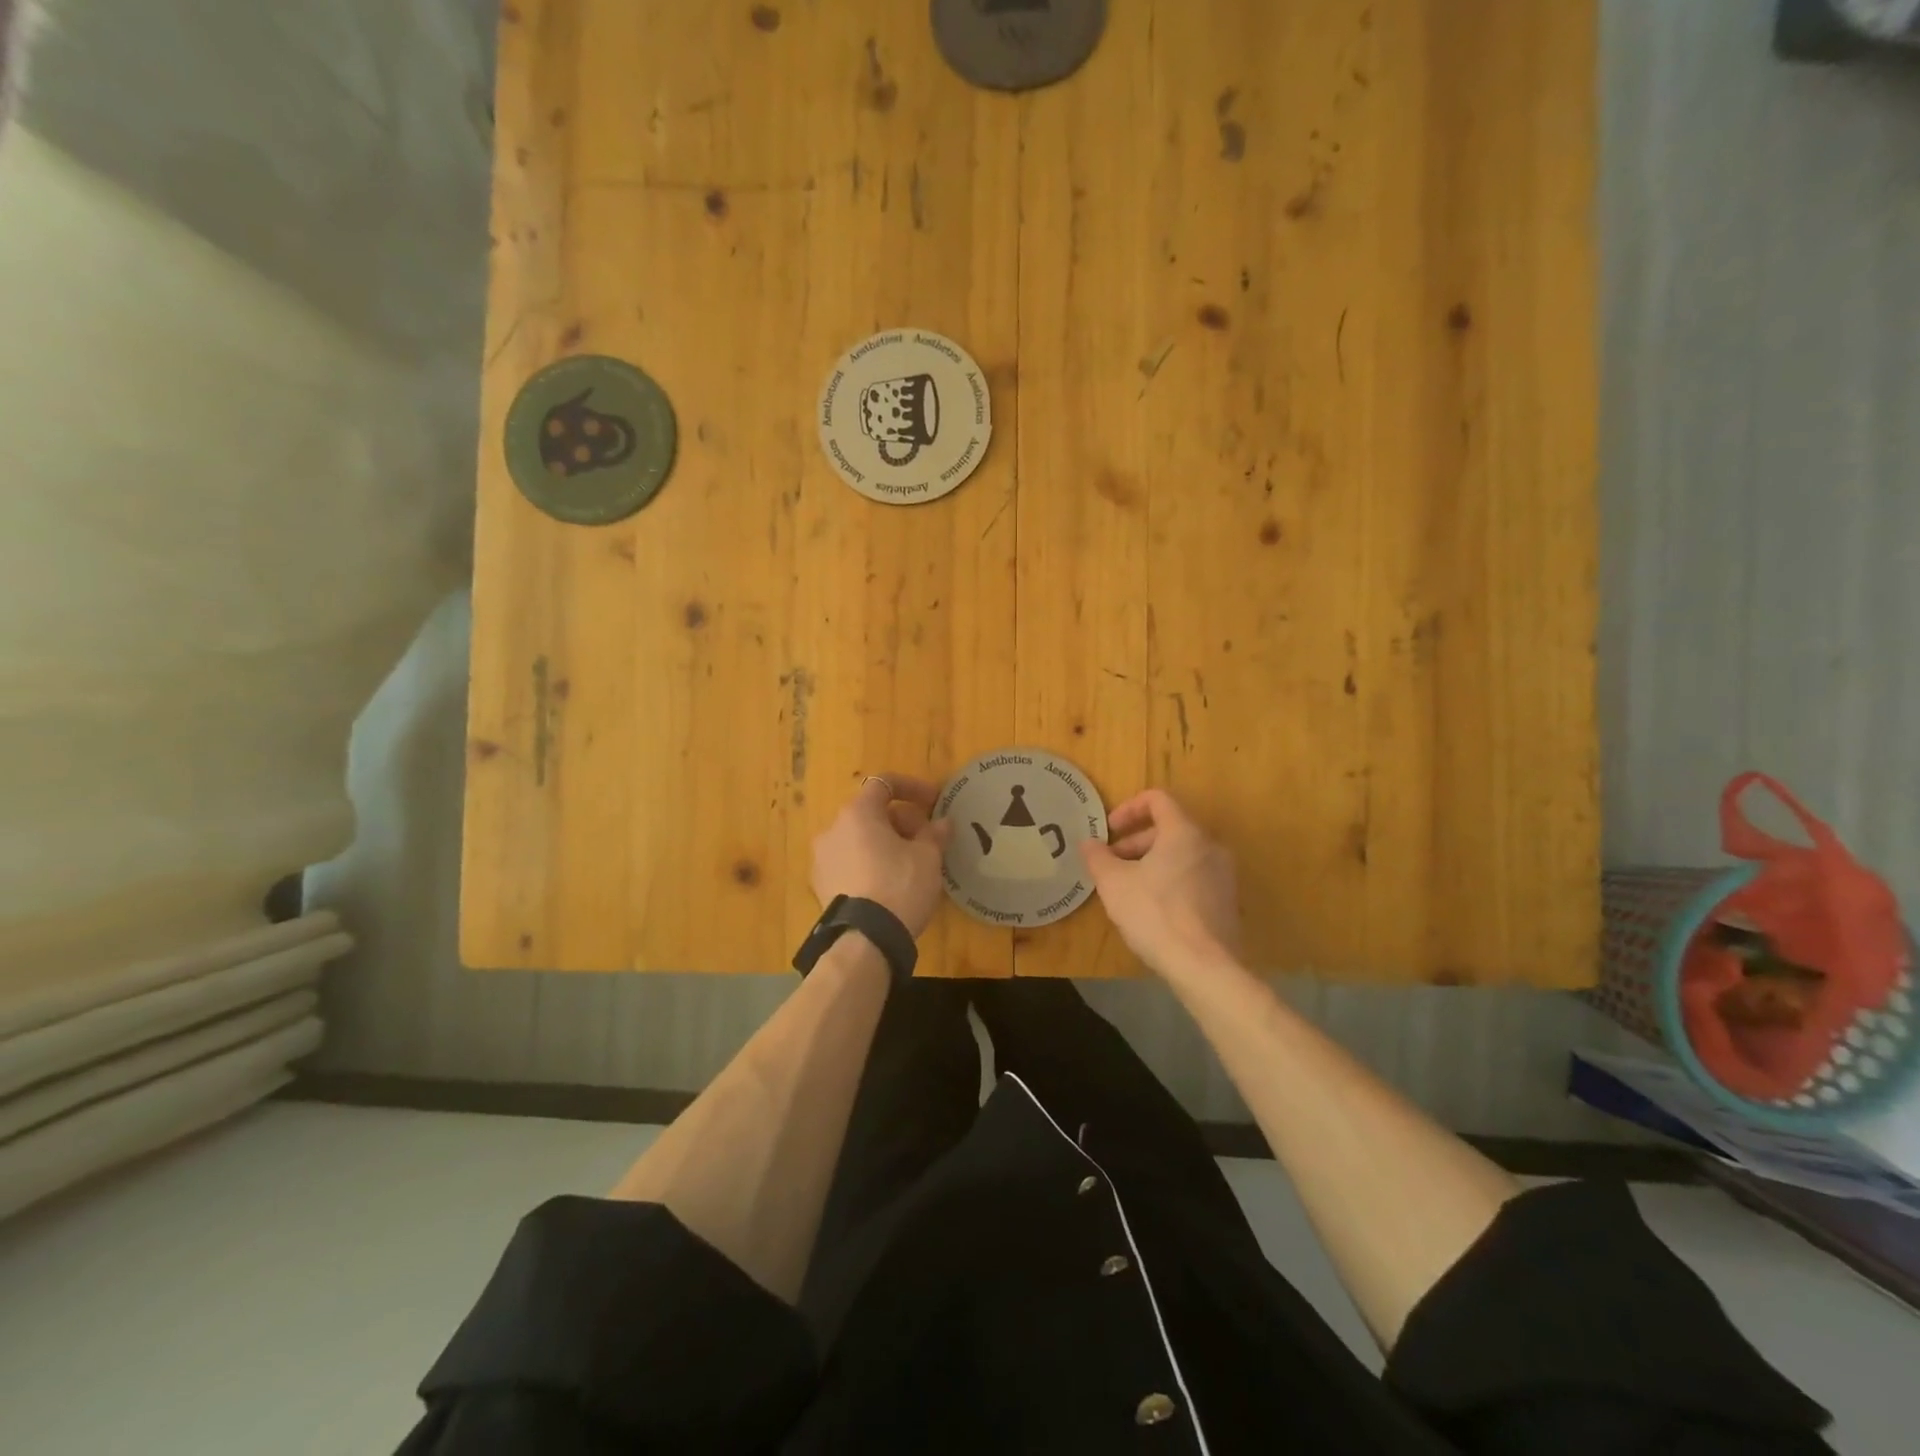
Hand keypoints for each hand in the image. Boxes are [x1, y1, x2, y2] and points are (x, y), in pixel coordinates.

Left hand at [811, 774, 954, 937]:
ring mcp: (822, 858)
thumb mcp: (928, 858)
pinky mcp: (821, 885)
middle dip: (902, 821)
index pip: (885, 784)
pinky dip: (870, 863)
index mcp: (858, 813)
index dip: (913, 787)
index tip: (935, 802)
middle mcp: (833, 829)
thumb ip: (935, 834)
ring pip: (860, 839)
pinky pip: (850, 863)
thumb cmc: (899, 885)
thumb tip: (942, 823)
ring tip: (911, 864)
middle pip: (872, 813)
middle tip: (928, 840)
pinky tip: (890, 884)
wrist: (864, 940)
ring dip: (885, 843)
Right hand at [1081, 789, 1241, 977]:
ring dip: (1152, 862)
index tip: (1110, 830)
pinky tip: (1153, 909)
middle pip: (1170, 828)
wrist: (1205, 966)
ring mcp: (1223, 875)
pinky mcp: (1227, 901)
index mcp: (1184, 832)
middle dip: (1136, 841)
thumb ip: (1098, 857)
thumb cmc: (1155, 914)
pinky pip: (1194, 877)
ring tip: (1129, 888)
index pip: (1158, 800)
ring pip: (1182, 855)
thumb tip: (1088, 843)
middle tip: (1112, 863)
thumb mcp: (1113, 884)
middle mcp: (1210, 846)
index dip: (1129, 808)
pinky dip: (1171, 880)